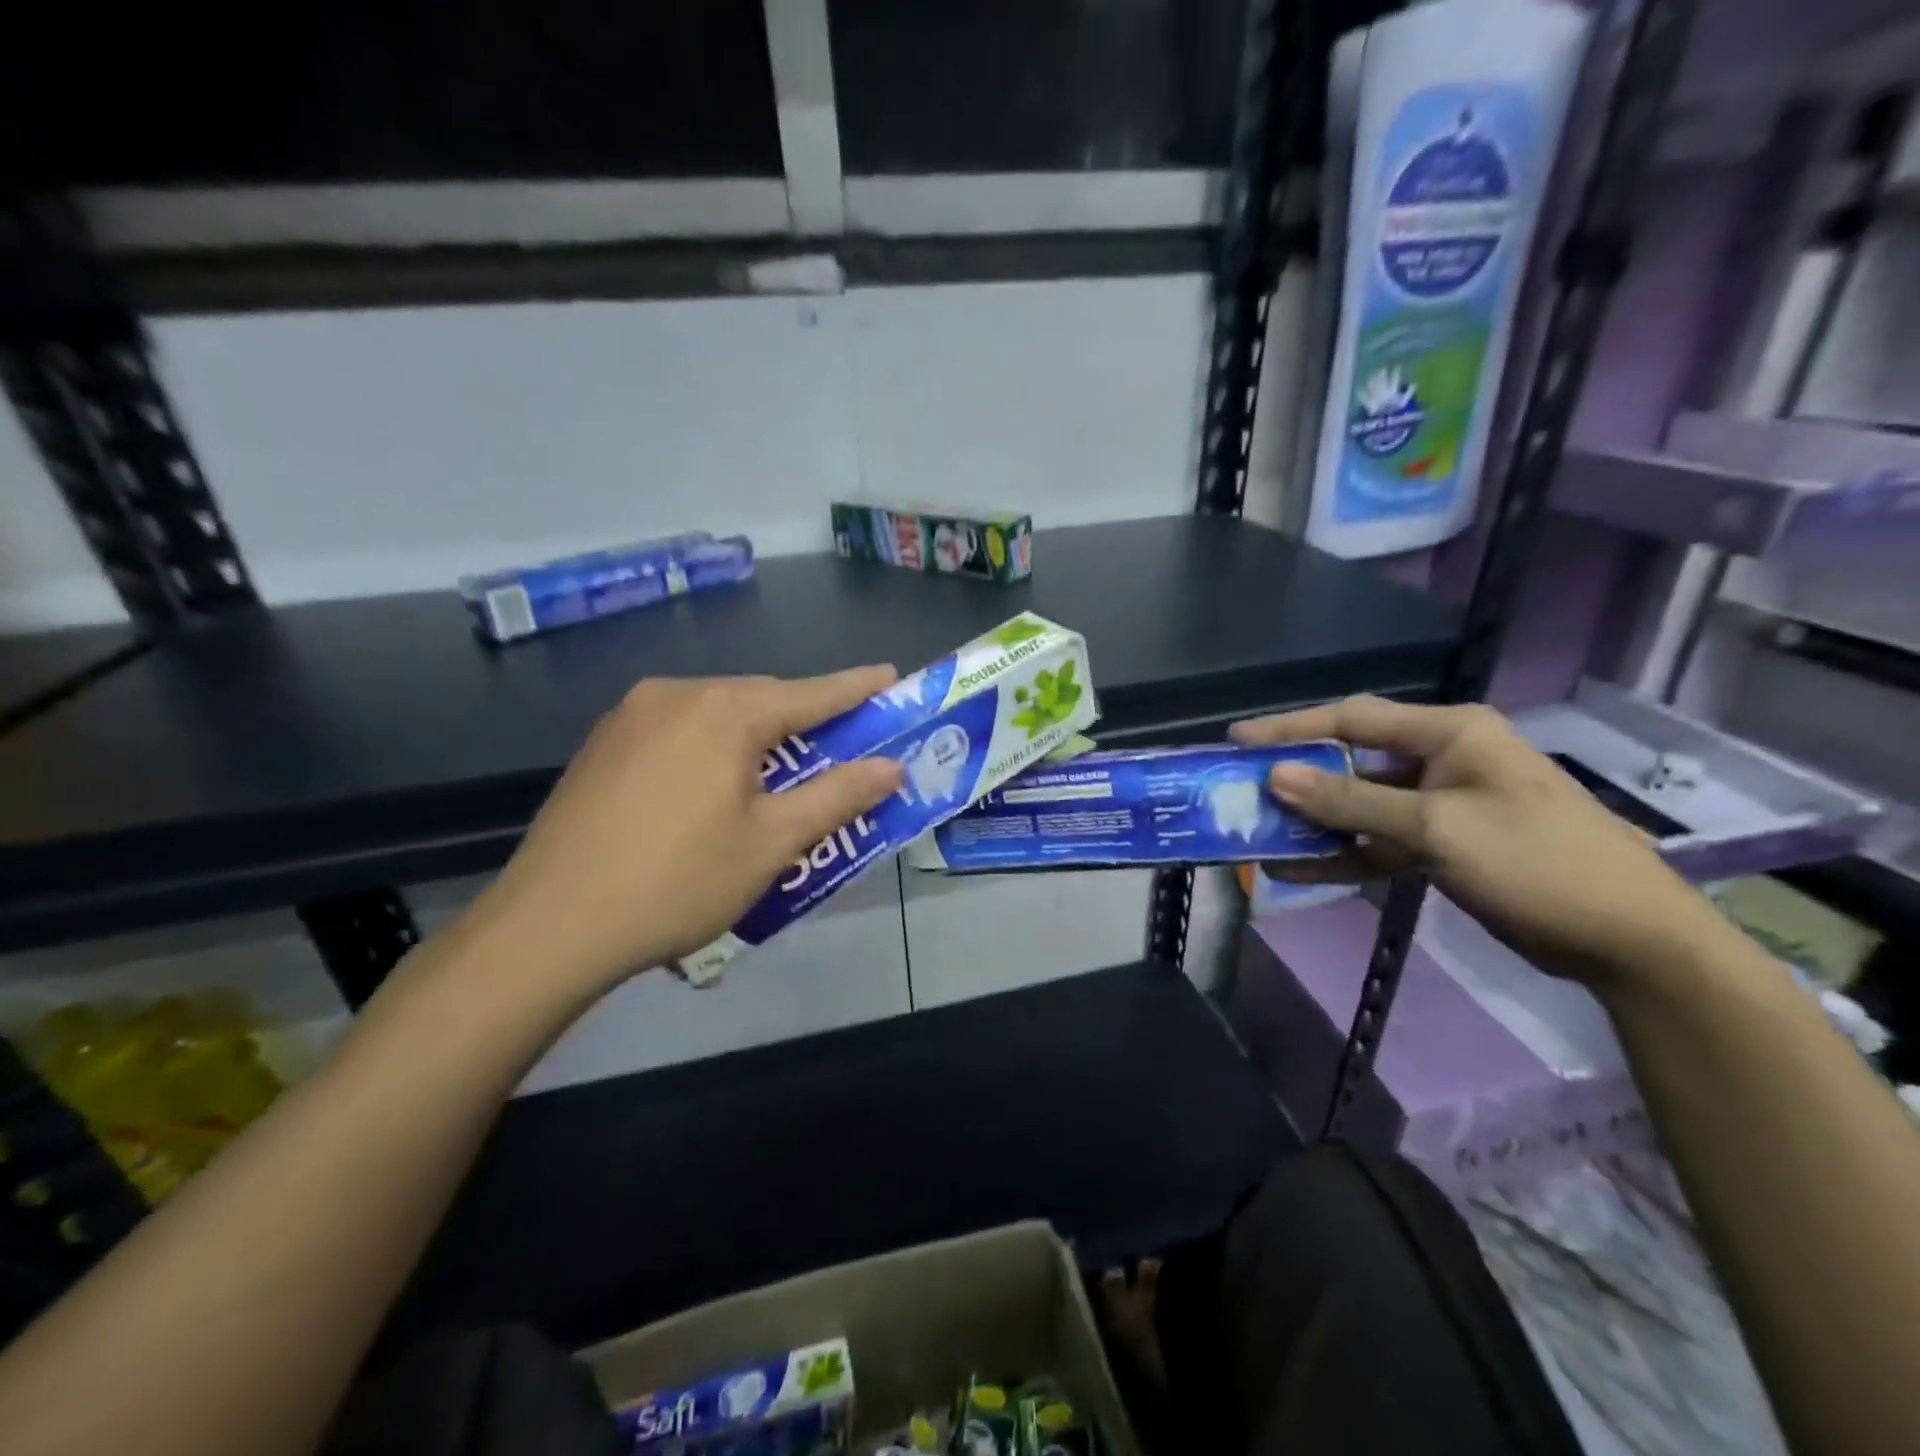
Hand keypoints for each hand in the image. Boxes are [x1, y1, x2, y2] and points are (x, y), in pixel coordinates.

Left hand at [464, 669, 903, 1000]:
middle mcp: (676, 695)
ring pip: (717, 712)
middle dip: (805, 718)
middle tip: (842, 742)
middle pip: (761, 699)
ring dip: (757, 734)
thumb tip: (891, 767)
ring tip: (781, 771)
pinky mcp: (603, 743)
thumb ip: (837, 796)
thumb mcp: (771, 842)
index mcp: (724, 712)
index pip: (810, 694)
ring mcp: (630, 715)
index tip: (891, 675)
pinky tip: (714, 784)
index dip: (856, 688)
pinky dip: (714, 744)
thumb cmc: (678, 882)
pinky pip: (680, 728)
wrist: (548, 927)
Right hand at [1231, 696, 1725, 986]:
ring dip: (1314, 822)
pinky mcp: (1442, 846)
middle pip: (1352, 761)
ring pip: (1360, 805)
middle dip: (1298, 778)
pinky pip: (1378, 842)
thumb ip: (1351, 801)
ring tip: (1259, 833)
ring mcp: (1441, 806)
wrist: (1627, 940)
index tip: (1237, 740)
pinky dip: (1342, 855)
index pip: (1353, 720)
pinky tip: (1297, 870)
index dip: (1291, 728)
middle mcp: (1441, 760)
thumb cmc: (1536, 861)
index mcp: (1449, 734)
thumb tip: (1276, 777)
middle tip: (1242, 788)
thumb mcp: (1437, 827)